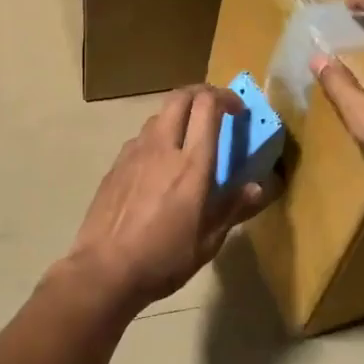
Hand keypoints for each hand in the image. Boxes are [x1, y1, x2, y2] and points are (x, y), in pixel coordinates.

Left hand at [65, 84, 270, 310]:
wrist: (104, 270)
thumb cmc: (163, 259)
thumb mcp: (208, 241)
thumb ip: (234, 207)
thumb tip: (259, 187)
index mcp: (190, 165)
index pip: (206, 107)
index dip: (225, 98)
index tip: (238, 110)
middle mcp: (161, 148)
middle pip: (179, 97)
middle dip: (200, 93)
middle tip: (215, 109)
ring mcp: (133, 154)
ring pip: (157, 116)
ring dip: (178, 115)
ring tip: (188, 138)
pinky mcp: (115, 166)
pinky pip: (140, 138)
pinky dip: (157, 137)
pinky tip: (159, 165)